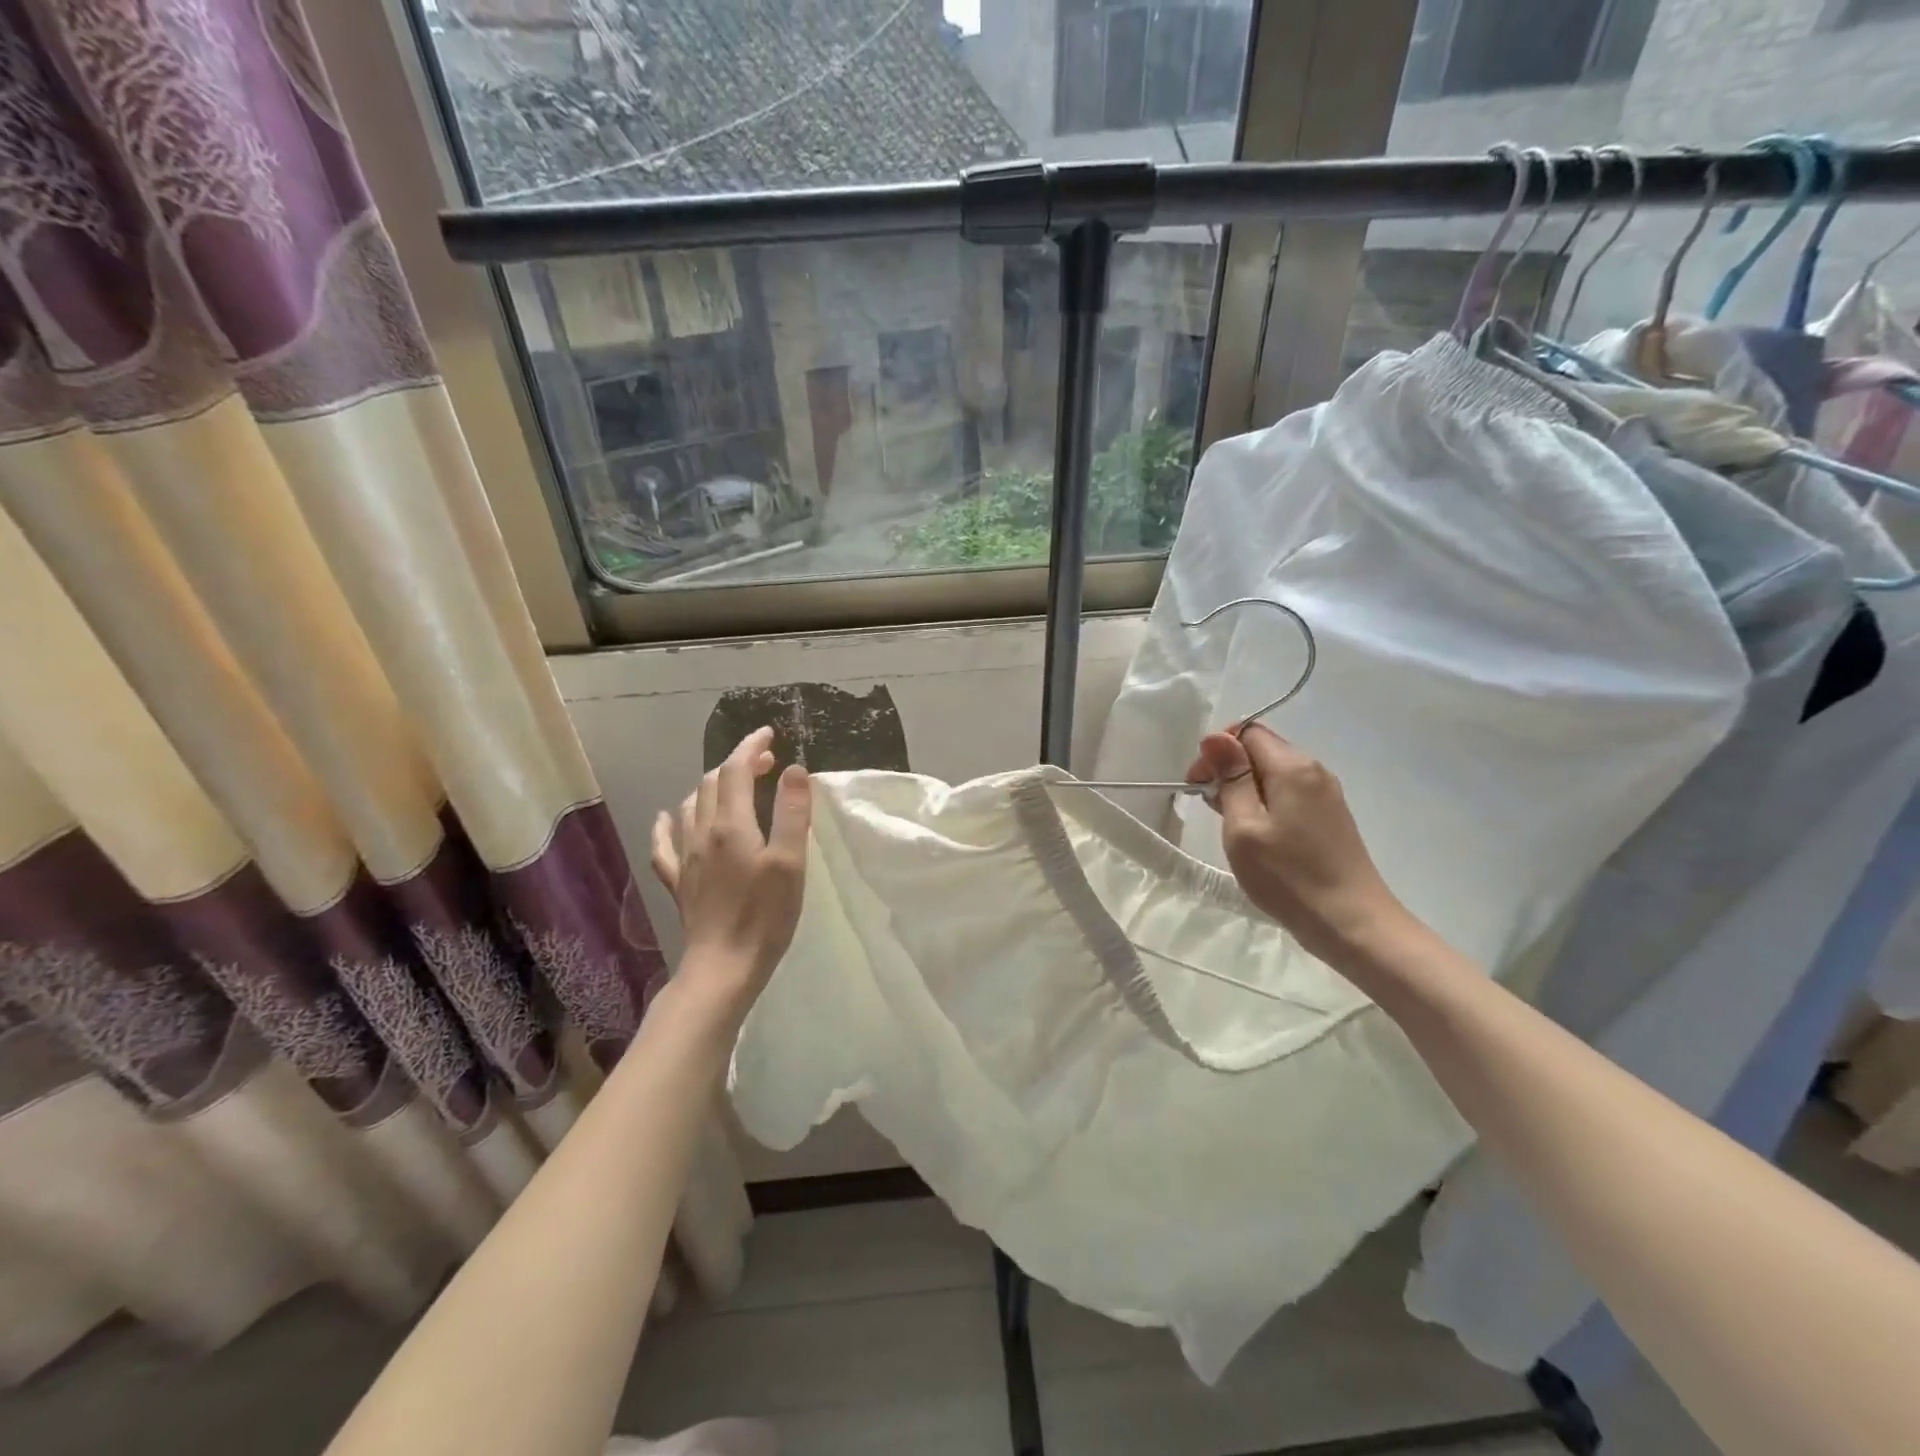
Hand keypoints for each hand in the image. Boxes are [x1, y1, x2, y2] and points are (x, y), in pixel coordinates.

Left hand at [650, 728, 810, 1009]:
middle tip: (766, 761)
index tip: (770, 734)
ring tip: (735, 785)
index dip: (751, 746)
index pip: (736, 769)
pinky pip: (665, 843)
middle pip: (713, 782)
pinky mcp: (680, 881)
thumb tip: (793, 769)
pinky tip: (668, 817)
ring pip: (691, 805)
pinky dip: (668, 823)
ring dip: (712, 786)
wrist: (724, 966)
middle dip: (737, 762)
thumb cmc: (765, 915)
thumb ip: (792, 813)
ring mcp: (686, 857)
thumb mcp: (790, 862)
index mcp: (732, 825)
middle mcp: (702, 833)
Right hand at [1185, 723, 1406, 965]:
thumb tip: (1215, 736)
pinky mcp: (1330, 817)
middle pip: (1261, 749)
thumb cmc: (1288, 876)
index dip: (1217, 751)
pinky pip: (1289, 794)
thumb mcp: (1244, 827)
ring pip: (1274, 773)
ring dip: (1245, 789)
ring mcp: (1326, 794)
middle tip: (1210, 809)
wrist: (1352, 923)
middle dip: (1228, 769)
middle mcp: (1314, 771)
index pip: (1247, 732)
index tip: (1199, 785)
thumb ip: (1231, 778)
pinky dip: (1265, 803)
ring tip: (1231, 826)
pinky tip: (1257, 835)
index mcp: (1293, 767)